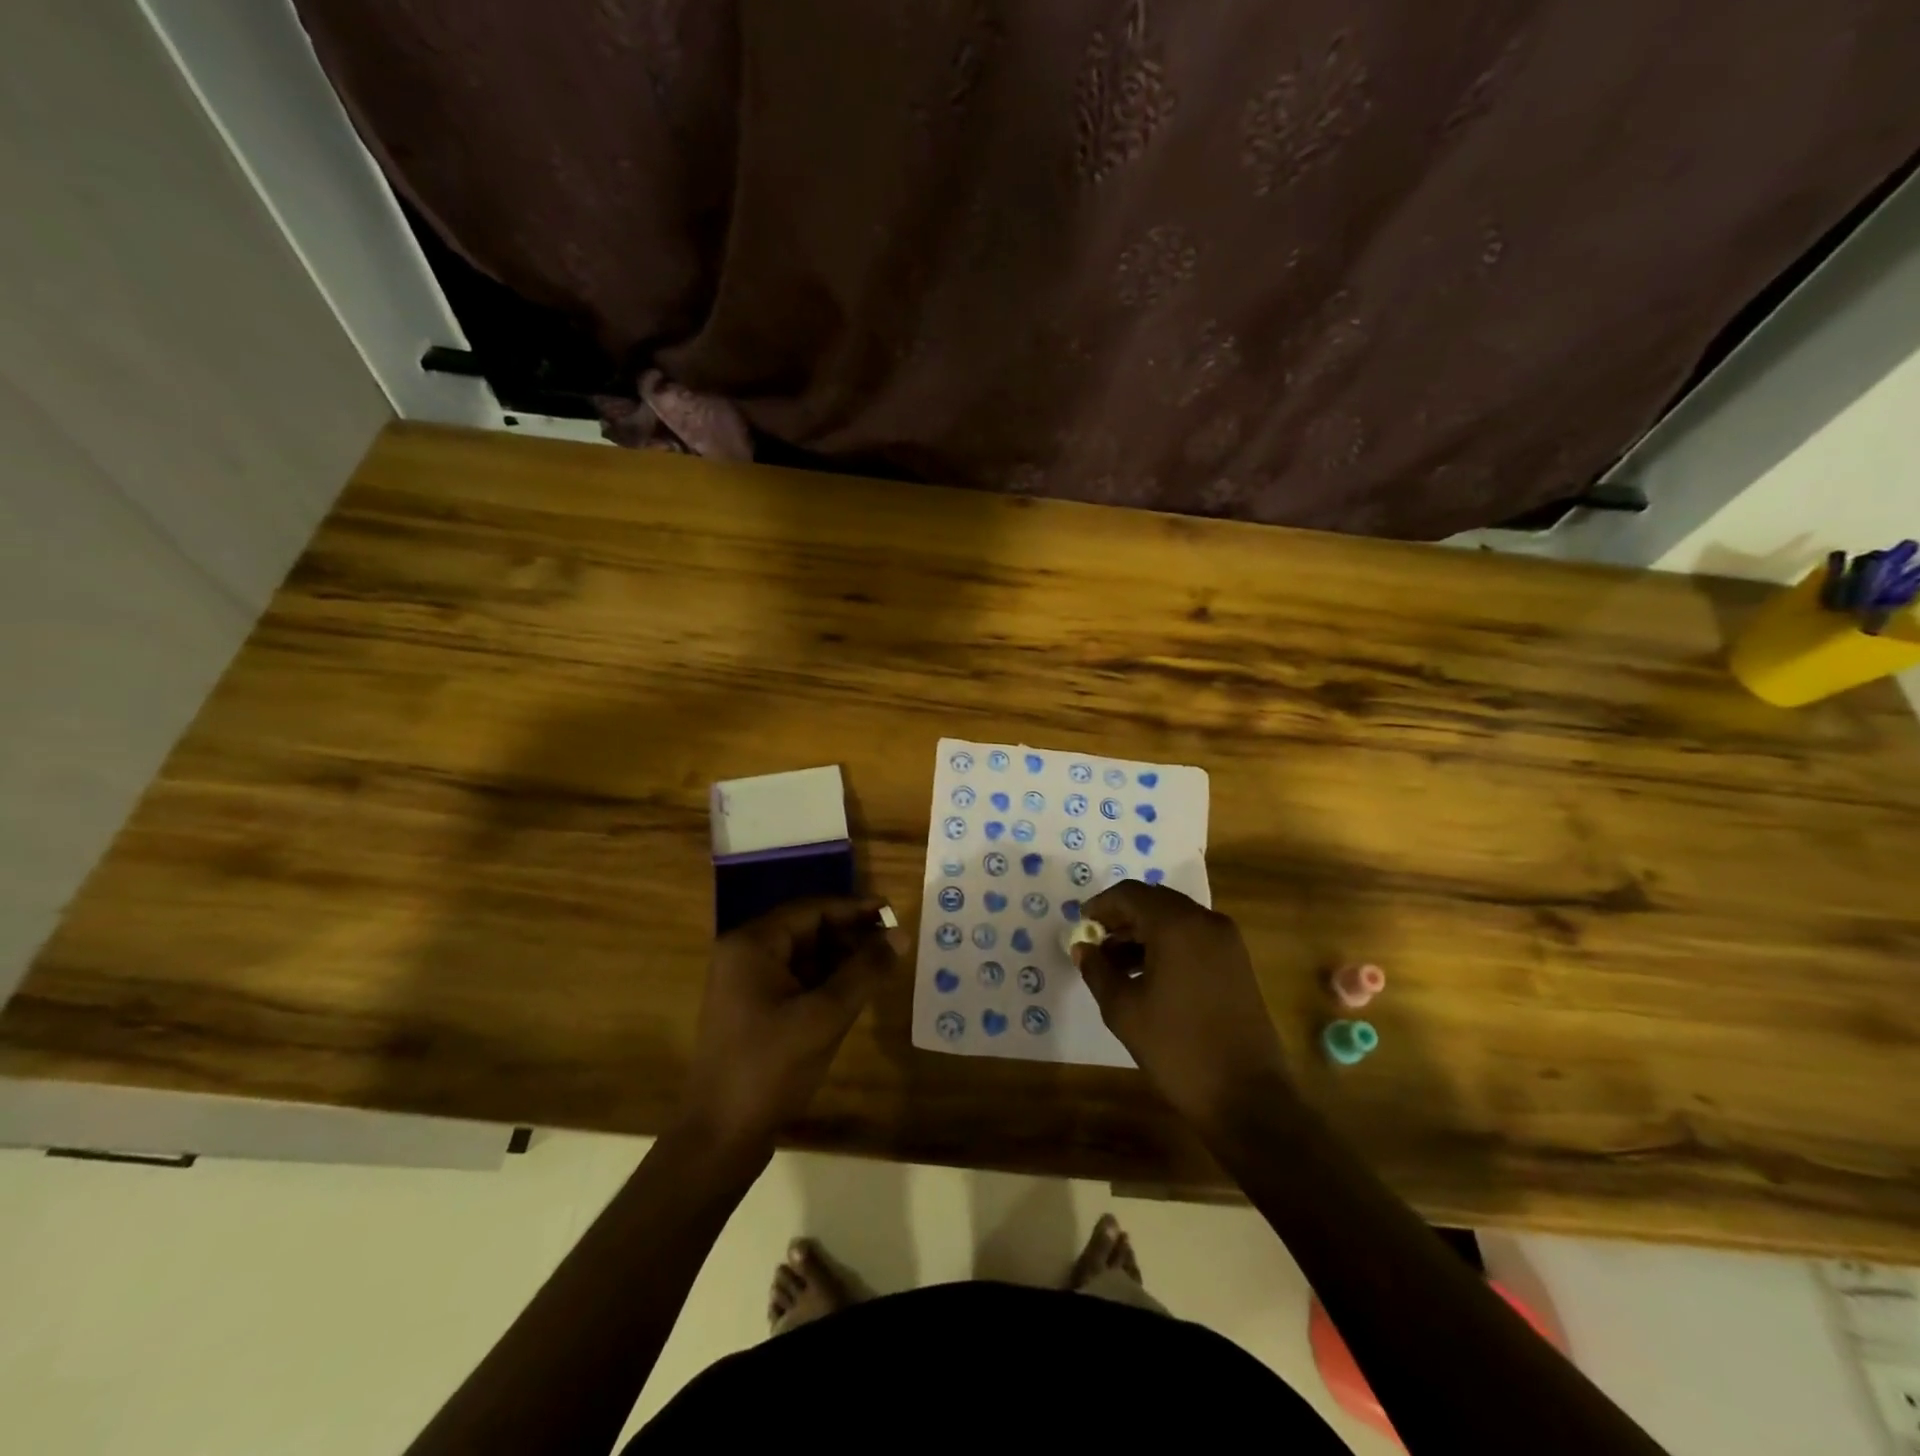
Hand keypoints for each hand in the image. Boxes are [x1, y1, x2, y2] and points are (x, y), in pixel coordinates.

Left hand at [680, 898, 904, 1151]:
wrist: (720, 1137)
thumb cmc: (770, 1068)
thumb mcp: (825, 1016)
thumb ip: (865, 971)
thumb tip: (901, 934)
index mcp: (752, 944)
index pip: (812, 909)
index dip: (855, 909)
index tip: (893, 913)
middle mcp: (744, 954)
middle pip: (807, 929)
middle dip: (851, 935)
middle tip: (893, 944)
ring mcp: (745, 983)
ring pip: (804, 955)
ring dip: (841, 958)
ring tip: (882, 966)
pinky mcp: (752, 1009)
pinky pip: (796, 979)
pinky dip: (826, 981)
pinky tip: (855, 991)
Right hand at [1073, 881, 1289, 1129]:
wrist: (1247, 1096)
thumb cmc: (1177, 1049)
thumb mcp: (1124, 1010)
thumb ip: (1098, 971)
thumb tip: (1082, 948)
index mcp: (1176, 925)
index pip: (1130, 894)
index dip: (1101, 905)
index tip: (1081, 923)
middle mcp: (1205, 922)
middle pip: (1155, 901)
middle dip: (1123, 918)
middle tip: (1097, 942)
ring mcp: (1227, 941)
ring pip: (1176, 919)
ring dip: (1144, 932)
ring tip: (1116, 964)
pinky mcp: (1237, 962)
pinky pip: (1194, 937)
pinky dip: (1168, 944)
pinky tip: (1148, 975)